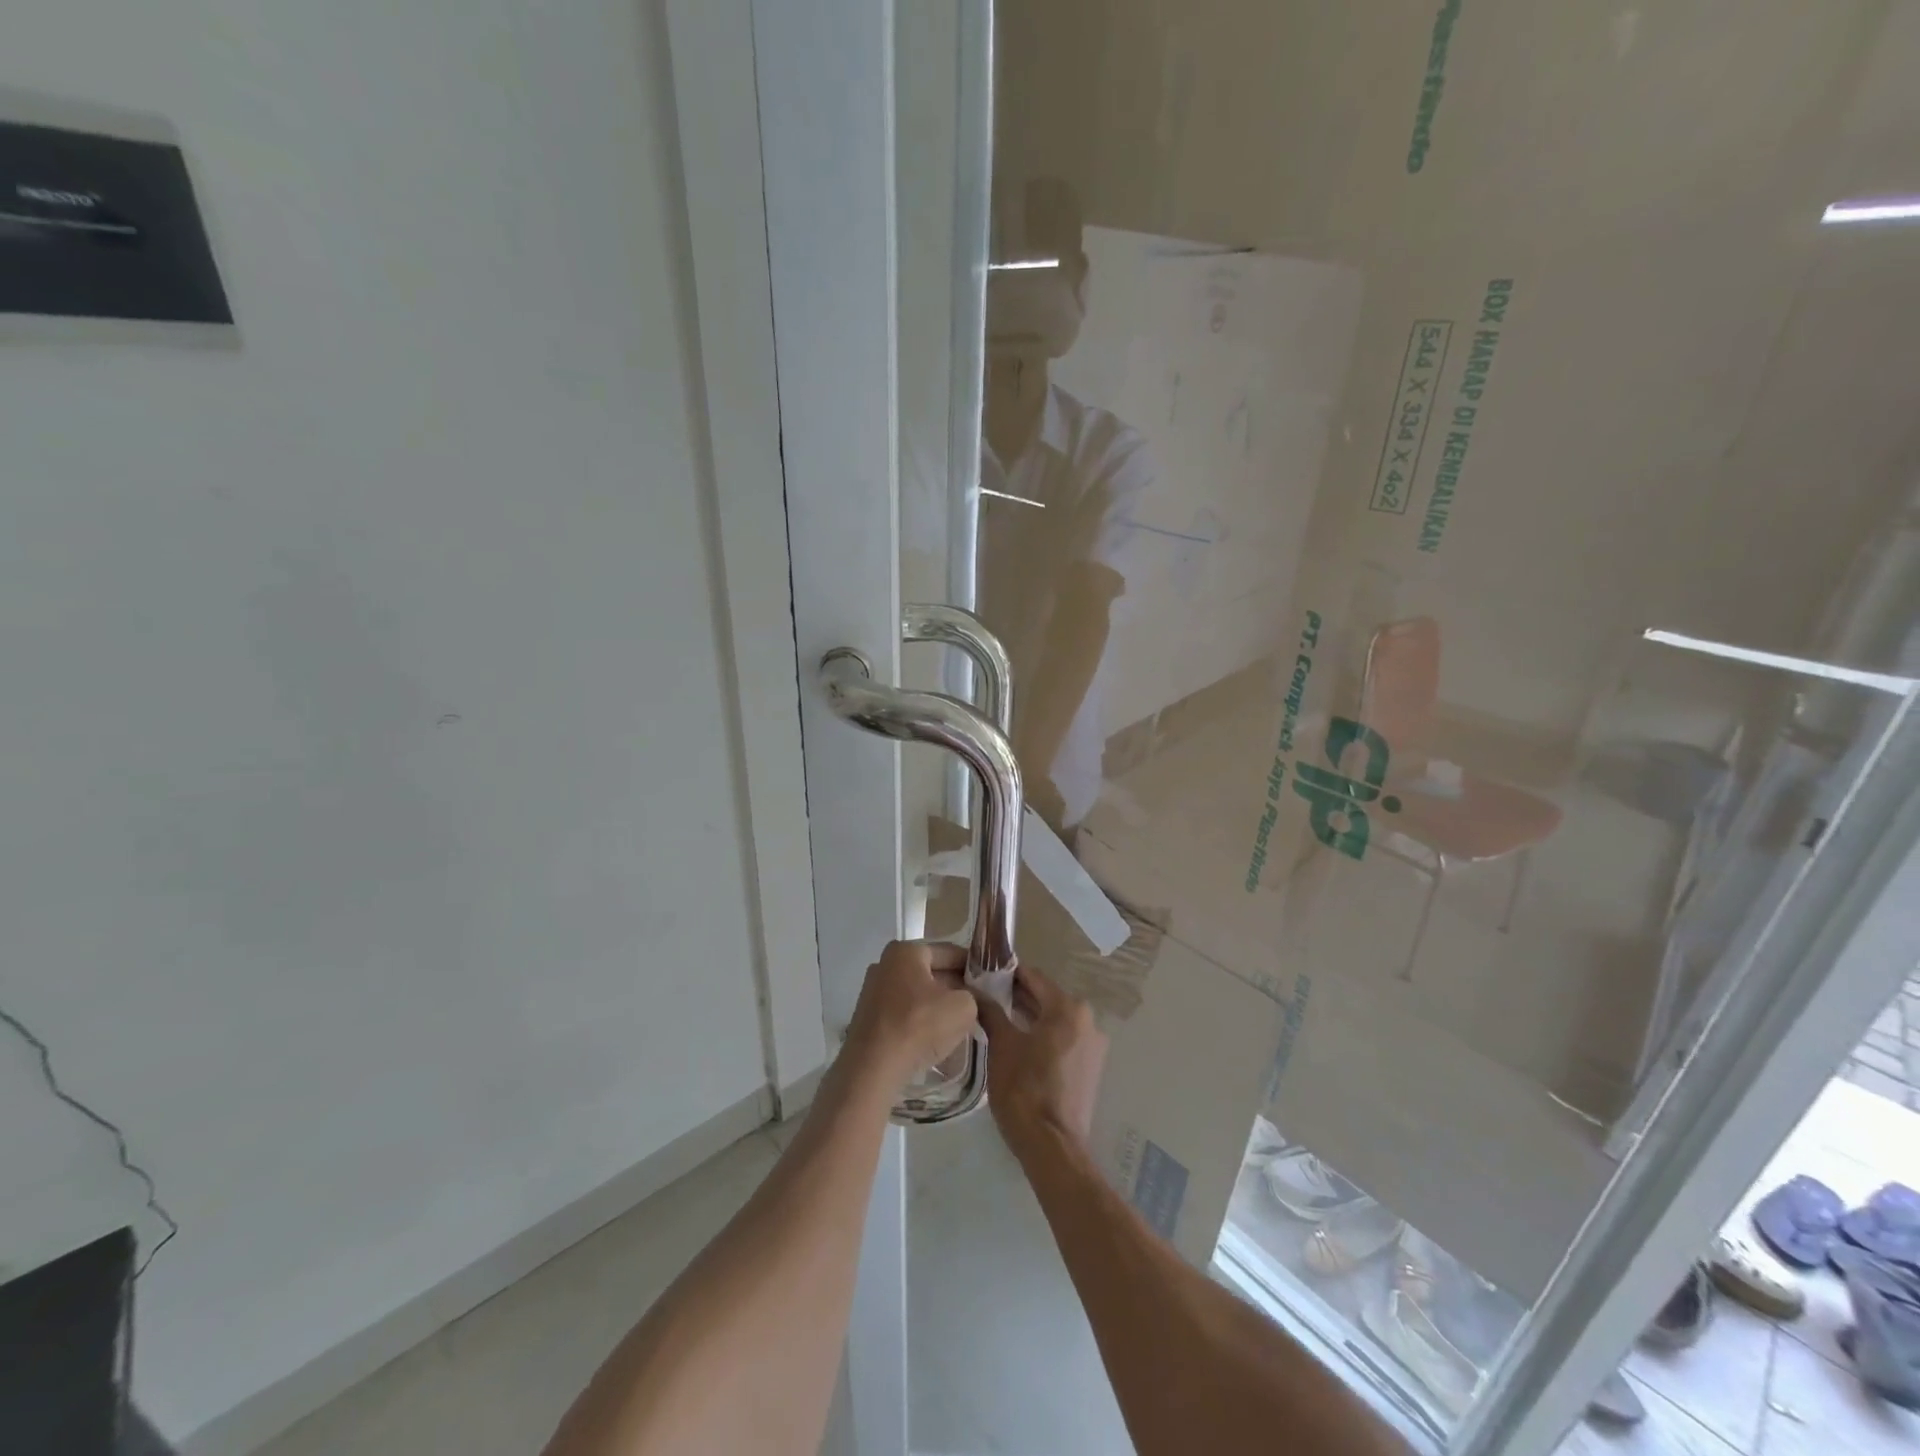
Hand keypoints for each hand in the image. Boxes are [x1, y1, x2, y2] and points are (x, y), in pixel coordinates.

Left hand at [844, 941, 979, 1088]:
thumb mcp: (963, 1007)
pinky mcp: (869, 1018)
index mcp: (906, 951)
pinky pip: (904, 1013)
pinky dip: (920, 1022)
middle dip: (956, 988)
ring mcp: (873, 991)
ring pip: (918, 994)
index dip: (973, 967)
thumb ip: (974, 996)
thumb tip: (971, 998)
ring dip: (938, 1007)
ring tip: (960, 1025)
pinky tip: (935, 1039)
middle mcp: (885, 964)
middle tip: (979, 1005)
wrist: (872, 1069)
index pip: (950, 952)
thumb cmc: (919, 1026)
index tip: (990, 983)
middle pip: (932, 972)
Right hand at [977, 964, 1107, 1162]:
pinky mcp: (1090, 1067)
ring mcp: (1093, 1045)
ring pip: (1055, 1019)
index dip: (1007, 973)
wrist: (1052, 1147)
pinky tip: (1018, 1042)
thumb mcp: (1002, 1045)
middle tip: (985, 995)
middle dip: (1017, 995)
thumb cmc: (1024, 1089)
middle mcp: (1087, 1020)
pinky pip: (1063, 1039)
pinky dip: (1043, 1035)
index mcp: (1068, 1008)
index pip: (1033, 977)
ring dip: (1029, 1016)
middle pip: (1046, 997)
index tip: (983, 972)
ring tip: (997, 1017)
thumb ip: (990, 1011)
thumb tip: (974, 990)